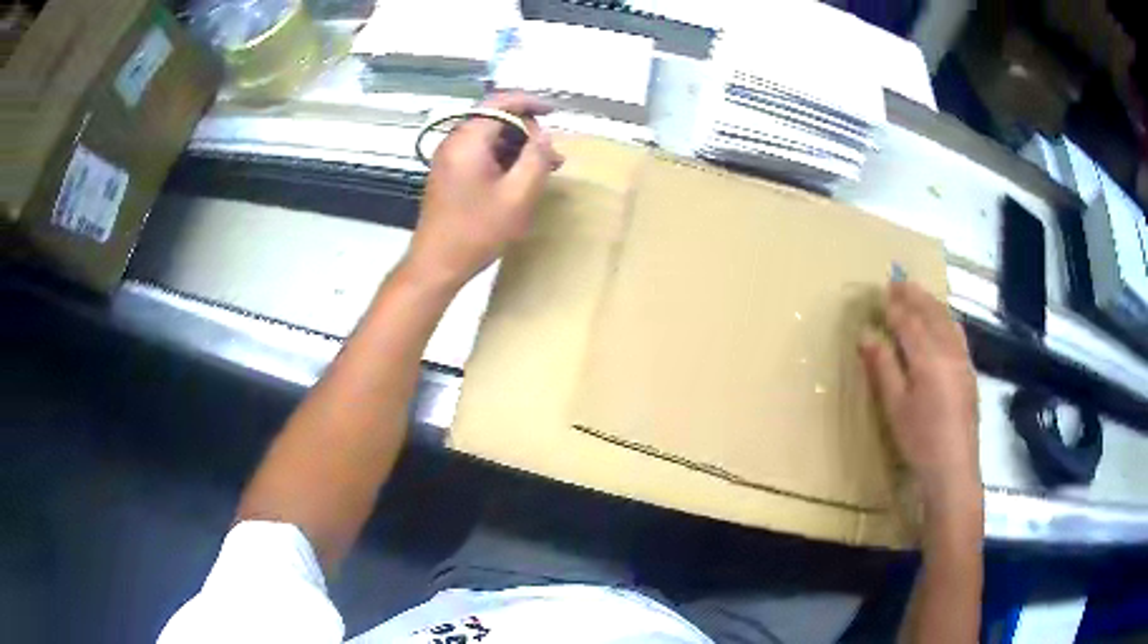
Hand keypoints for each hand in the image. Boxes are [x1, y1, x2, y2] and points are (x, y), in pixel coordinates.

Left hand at [404, 93, 563, 289]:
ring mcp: (448, 158)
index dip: (530, 103)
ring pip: (488, 138)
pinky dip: (501, 159)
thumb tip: (543, 136)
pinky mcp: (448, 174)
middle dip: (527, 132)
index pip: (501, 102)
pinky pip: (479, 153)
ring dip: (517, 147)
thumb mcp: (518, 195)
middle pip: (495, 119)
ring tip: (542, 170)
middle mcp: (454, 141)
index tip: (554, 112)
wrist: (436, 264)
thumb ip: (536, 158)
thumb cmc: (478, 231)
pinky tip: (519, 179)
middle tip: (552, 156)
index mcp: (468, 139)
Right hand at [859, 282, 980, 506]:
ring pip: (947, 320)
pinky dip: (946, 318)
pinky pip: (958, 332)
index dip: (895, 306)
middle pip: (931, 313)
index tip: (882, 292)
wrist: (953, 468)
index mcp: (928, 358)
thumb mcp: (894, 406)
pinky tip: (943, 321)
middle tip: (898, 281)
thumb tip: (866, 334)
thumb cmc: (919, 440)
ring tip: (918, 293)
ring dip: (931, 303)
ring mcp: (963, 359)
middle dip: (914, 295)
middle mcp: (949, 350)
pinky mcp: (970, 371)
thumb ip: (882, 367)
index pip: (909, 322)